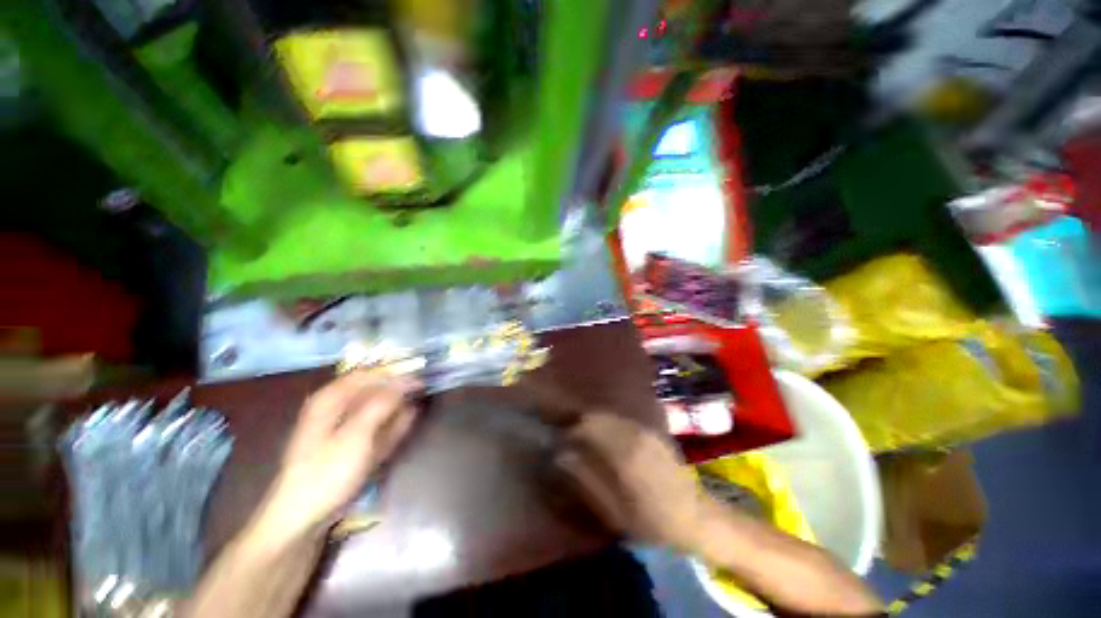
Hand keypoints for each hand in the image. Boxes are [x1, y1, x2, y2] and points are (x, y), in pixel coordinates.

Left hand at [250, 371, 420, 543]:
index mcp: (331, 399)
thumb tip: (408, 380)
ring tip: (419, 400)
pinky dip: (393, 423)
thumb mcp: (356, 434)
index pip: (368, 374)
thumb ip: (382, 404)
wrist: (304, 518)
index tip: (419, 377)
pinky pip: (378, 426)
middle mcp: (338, 408)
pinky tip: (409, 418)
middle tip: (423, 389)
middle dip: (398, 389)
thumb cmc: (327, 471)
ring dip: (398, 405)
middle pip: (374, 389)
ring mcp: (346, 428)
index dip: (393, 373)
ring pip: (379, 408)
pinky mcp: (354, 445)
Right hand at [555, 413, 710, 551]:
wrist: (696, 517)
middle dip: (579, 424)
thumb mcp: (614, 510)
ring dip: (593, 423)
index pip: (588, 427)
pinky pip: (622, 420)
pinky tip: (605, 439)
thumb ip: (585, 479)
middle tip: (569, 440)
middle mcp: (634, 433)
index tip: (559, 443)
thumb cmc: (653, 521)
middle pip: (598, 417)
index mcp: (624, 452)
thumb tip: (561, 456)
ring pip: (609, 416)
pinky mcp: (652, 432)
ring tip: (584, 439)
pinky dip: (607, 425)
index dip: (569, 431)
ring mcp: (645, 430)